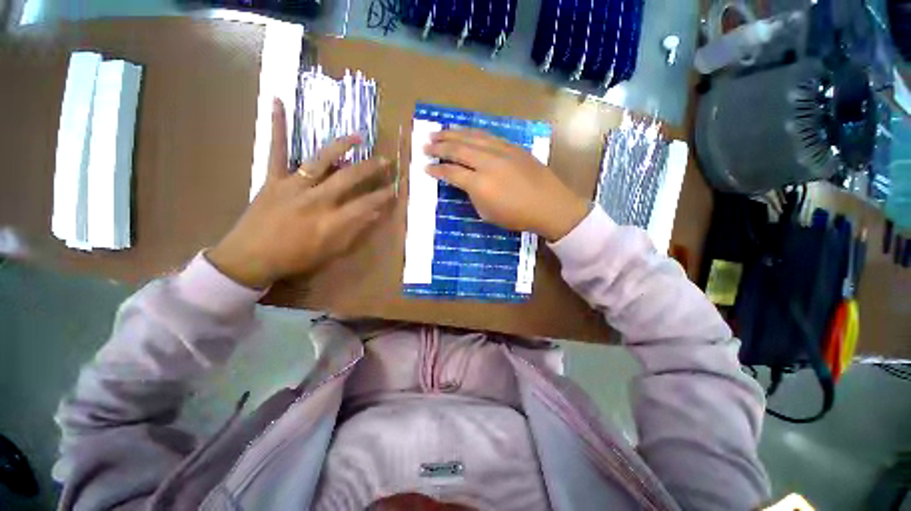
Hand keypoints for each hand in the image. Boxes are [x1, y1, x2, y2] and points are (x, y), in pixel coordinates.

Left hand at [207, 99, 394, 288]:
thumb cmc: (295, 258)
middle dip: (371, 169)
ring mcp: (293, 186)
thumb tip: (374, 214)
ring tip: (358, 136)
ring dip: (341, 146)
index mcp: (331, 221)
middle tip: (385, 161)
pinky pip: (276, 151)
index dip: (383, 195)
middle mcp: (316, 199)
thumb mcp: (331, 252)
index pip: (366, 204)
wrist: (250, 258)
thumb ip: (354, 232)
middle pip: (349, 178)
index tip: (396, 187)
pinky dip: (277, 127)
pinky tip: (278, 101)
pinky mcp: (273, 179)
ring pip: (321, 160)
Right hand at [424, 129, 589, 241]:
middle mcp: (487, 163)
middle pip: (458, 149)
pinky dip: (472, 132)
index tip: (426, 167)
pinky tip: (464, 132)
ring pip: (471, 137)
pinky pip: (487, 135)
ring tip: (438, 132)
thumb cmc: (516, 216)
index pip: (451, 172)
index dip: (436, 170)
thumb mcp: (487, 213)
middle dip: (439, 146)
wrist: (549, 205)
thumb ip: (472, 195)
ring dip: (452, 134)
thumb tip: (465, 182)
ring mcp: (501, 151)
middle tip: (425, 144)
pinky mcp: (512, 146)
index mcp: (479, 184)